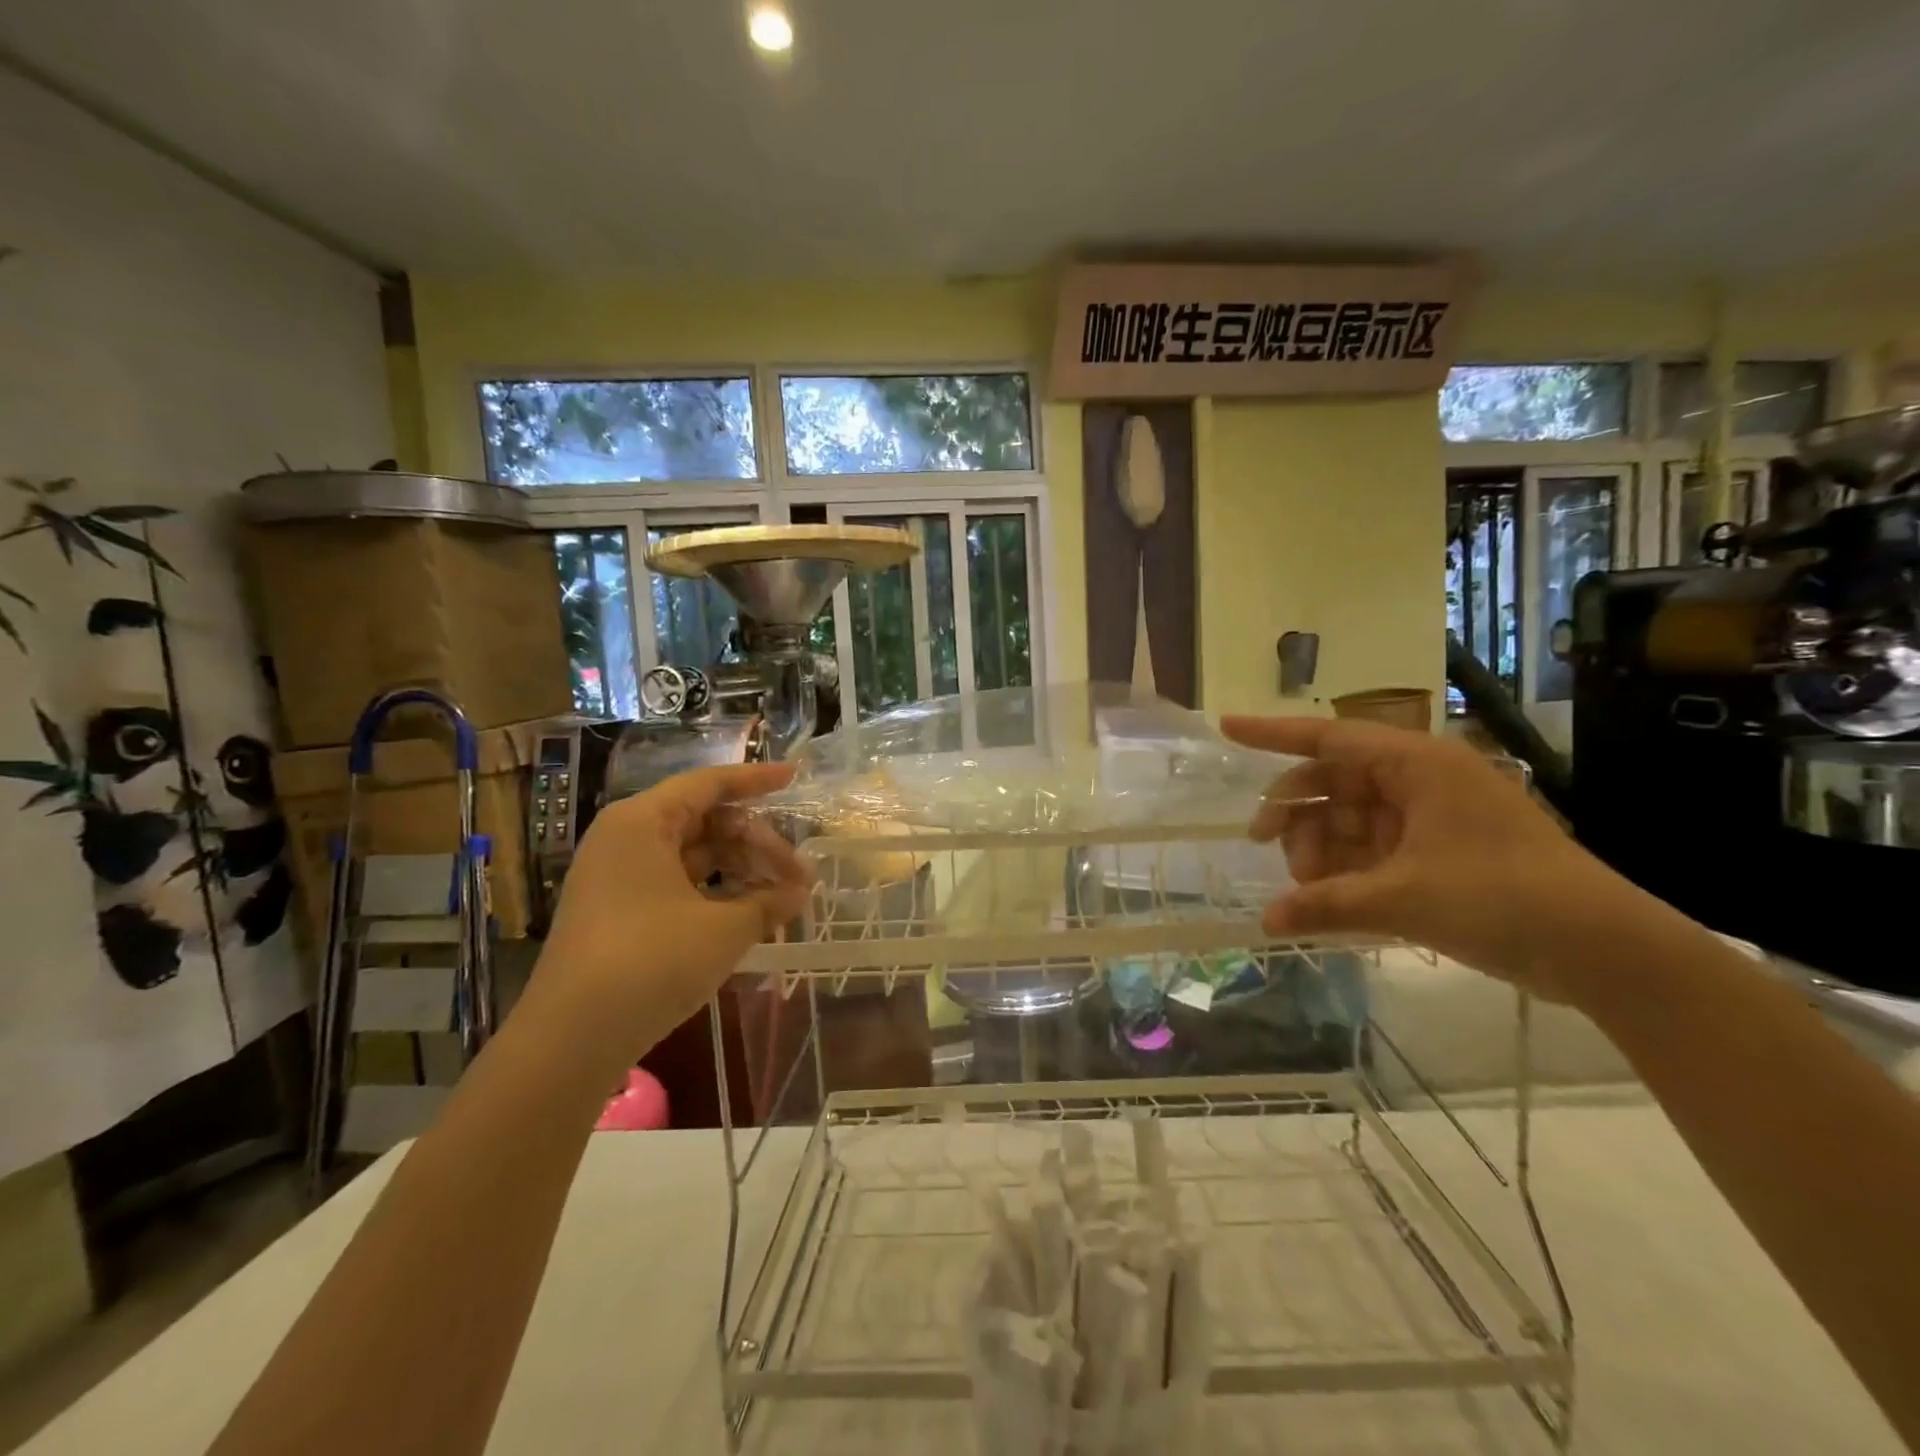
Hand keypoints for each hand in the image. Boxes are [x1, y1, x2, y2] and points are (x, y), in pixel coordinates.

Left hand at [527, 763, 811, 1066]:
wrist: (571, 1039)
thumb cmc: (651, 963)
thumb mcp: (723, 930)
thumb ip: (768, 902)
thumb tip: (801, 892)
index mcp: (643, 822)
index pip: (709, 784)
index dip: (756, 780)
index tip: (796, 777)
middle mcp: (625, 838)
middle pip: (704, 820)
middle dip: (756, 841)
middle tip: (798, 871)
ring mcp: (617, 876)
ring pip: (692, 854)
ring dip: (739, 868)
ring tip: (781, 894)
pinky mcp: (617, 910)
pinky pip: (676, 882)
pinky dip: (714, 890)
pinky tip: (748, 912)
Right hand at [1221, 715, 1631, 1004]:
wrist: (1604, 949)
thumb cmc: (1503, 899)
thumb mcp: (1404, 899)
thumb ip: (1326, 904)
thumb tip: (1265, 921)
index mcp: (1416, 764)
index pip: (1327, 738)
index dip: (1271, 733)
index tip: (1225, 727)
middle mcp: (1420, 779)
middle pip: (1332, 781)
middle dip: (1295, 814)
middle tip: (1263, 847)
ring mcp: (1431, 815)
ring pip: (1350, 817)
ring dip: (1321, 847)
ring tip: (1310, 888)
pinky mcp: (1440, 849)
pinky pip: (1373, 845)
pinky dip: (1348, 867)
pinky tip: (1331, 897)